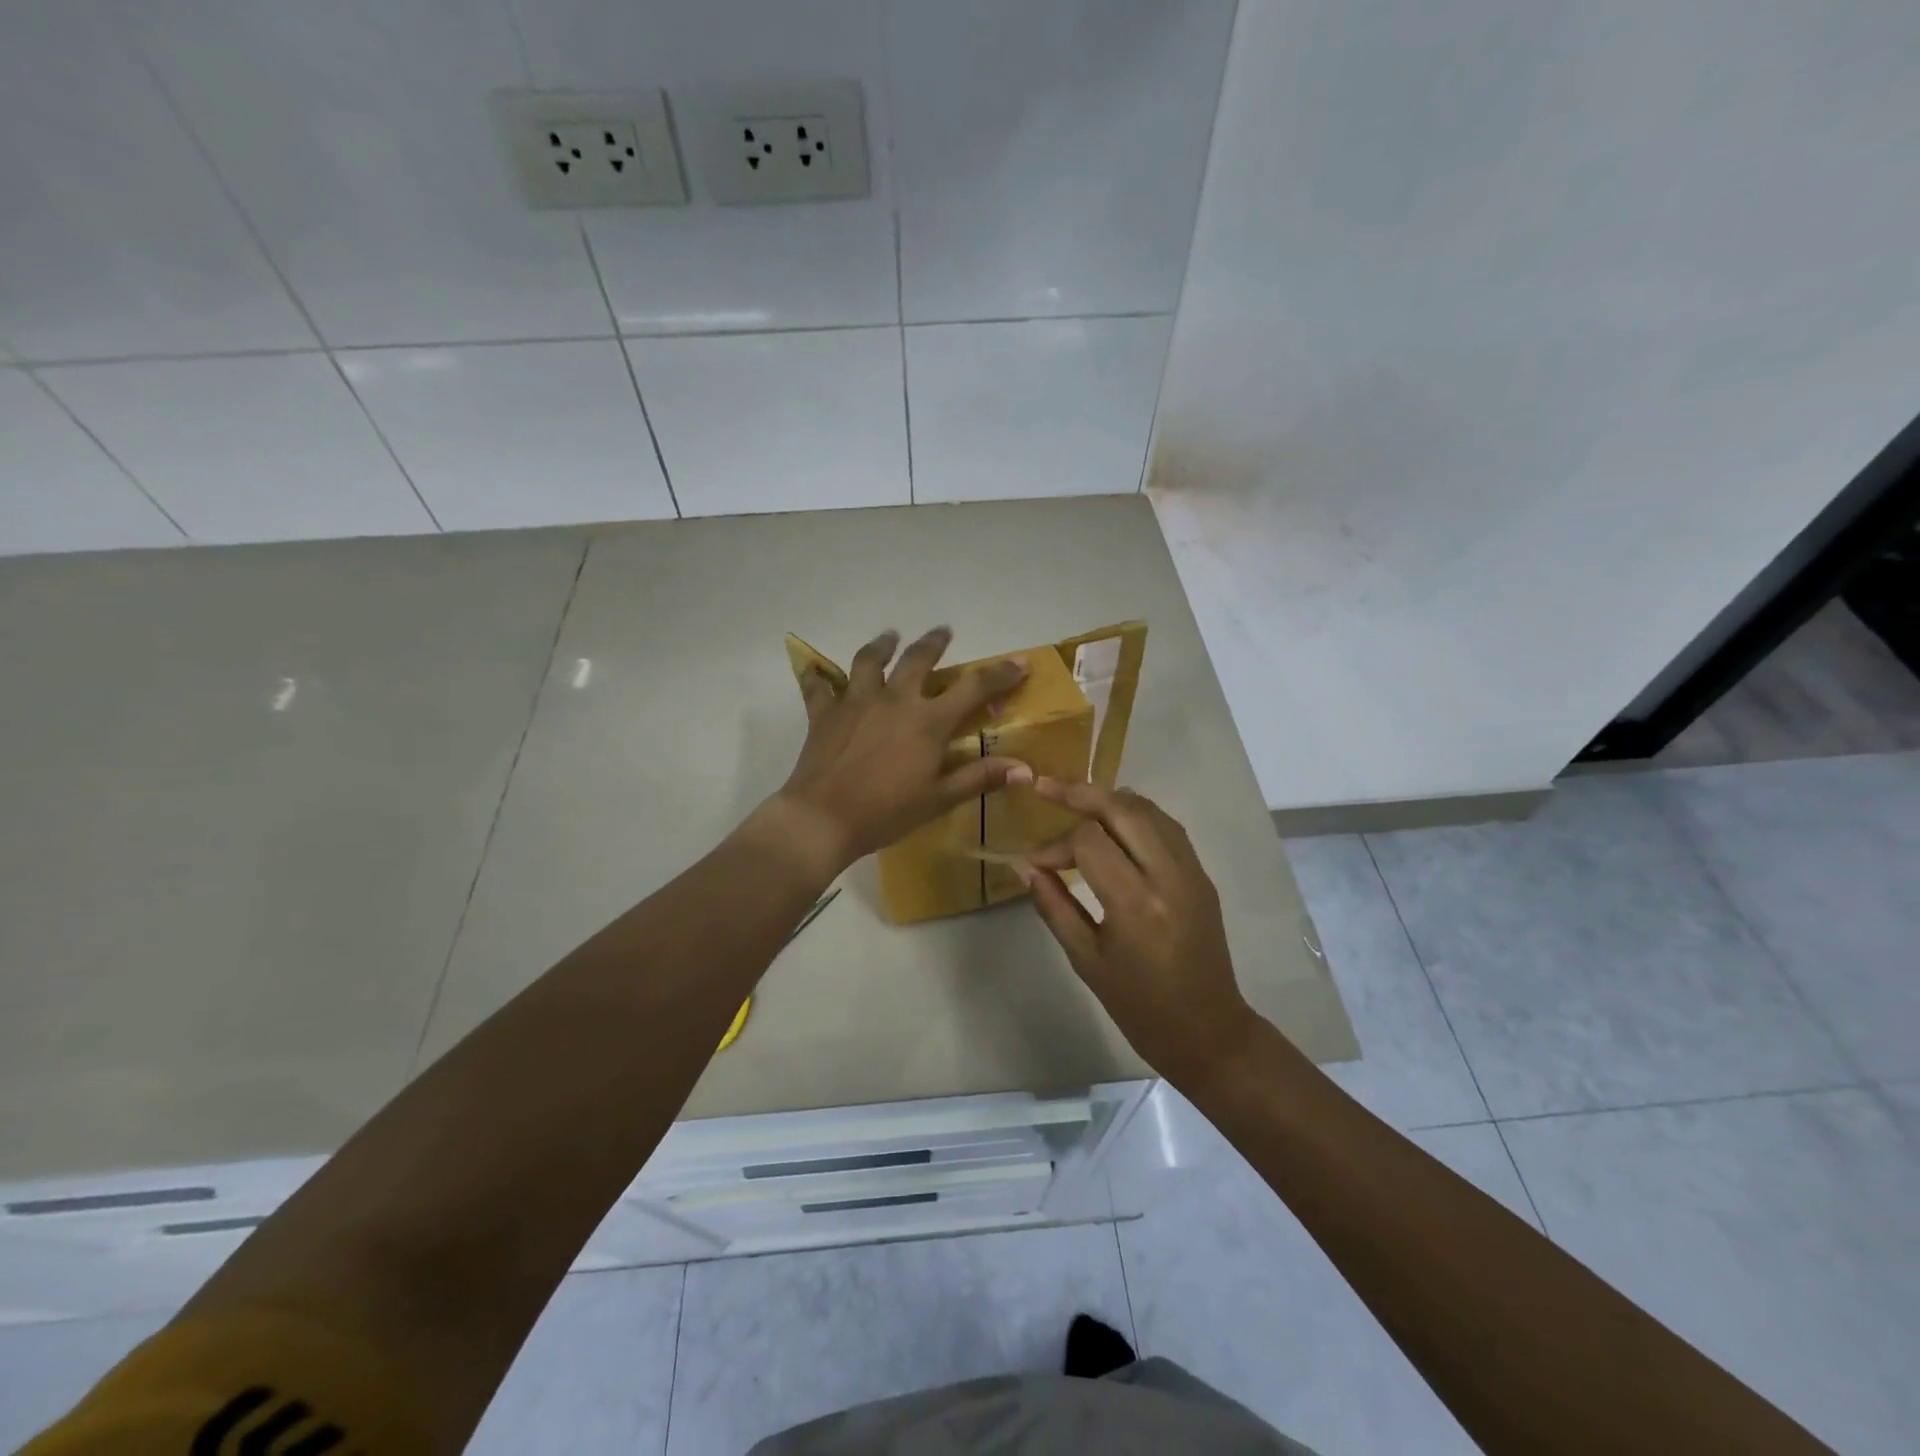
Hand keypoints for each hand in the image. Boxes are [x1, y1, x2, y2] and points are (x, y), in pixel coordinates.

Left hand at [769, 627, 1029, 876]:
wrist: (823, 819)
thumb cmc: (887, 812)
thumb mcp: (939, 799)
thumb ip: (980, 778)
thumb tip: (1025, 769)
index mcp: (927, 721)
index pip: (973, 688)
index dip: (999, 674)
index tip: (1018, 663)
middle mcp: (894, 700)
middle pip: (917, 659)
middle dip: (934, 642)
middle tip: (943, 632)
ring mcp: (855, 702)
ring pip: (869, 661)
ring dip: (882, 645)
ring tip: (889, 637)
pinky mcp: (824, 713)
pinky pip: (819, 687)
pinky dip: (819, 677)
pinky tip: (818, 671)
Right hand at [1022, 779, 1259, 1090]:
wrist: (1207, 1030)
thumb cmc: (1139, 1005)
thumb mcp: (1086, 960)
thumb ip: (1054, 907)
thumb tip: (1027, 868)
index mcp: (1135, 903)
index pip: (1089, 841)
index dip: (1055, 844)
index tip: (1036, 862)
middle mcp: (1167, 875)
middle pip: (1122, 808)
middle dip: (1080, 793)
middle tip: (1046, 788)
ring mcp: (1191, 871)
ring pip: (1148, 809)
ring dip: (1109, 799)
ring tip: (1076, 800)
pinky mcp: (1201, 874)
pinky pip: (1167, 826)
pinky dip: (1137, 814)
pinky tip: (1114, 821)